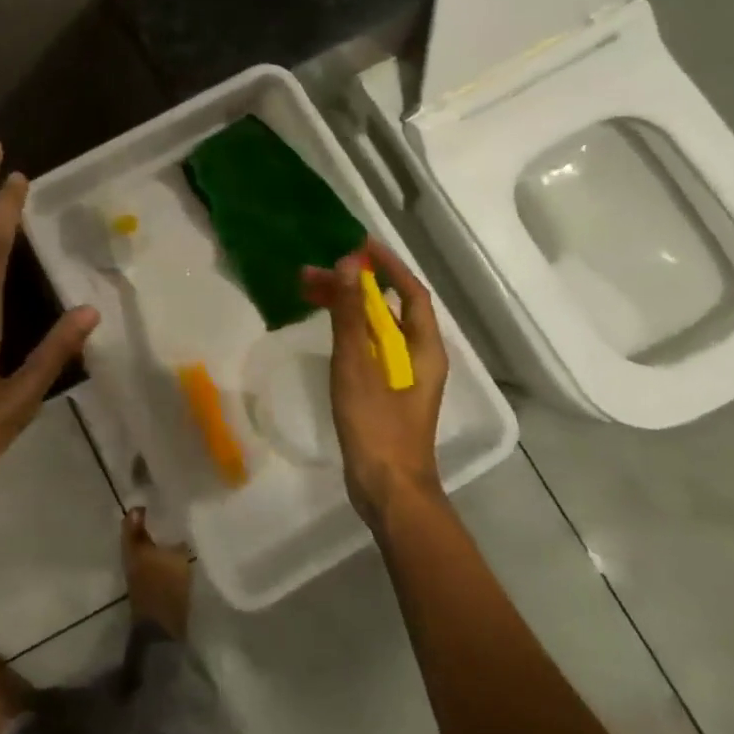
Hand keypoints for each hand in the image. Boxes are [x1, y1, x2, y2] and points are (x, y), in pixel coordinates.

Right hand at [301, 240, 449, 519]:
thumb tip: (349, 265)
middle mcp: (418, 356)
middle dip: (355, 285)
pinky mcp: (384, 392)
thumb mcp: (359, 364)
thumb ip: (353, 314)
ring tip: (309, 293)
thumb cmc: (377, 425)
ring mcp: (402, 376)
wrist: (387, 488)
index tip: (358, 244)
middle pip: (389, 308)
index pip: (411, 292)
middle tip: (314, 272)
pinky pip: (367, 346)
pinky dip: (346, 329)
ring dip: (347, 306)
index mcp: (424, 347)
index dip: (388, 265)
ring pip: (376, 327)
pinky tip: (324, 328)